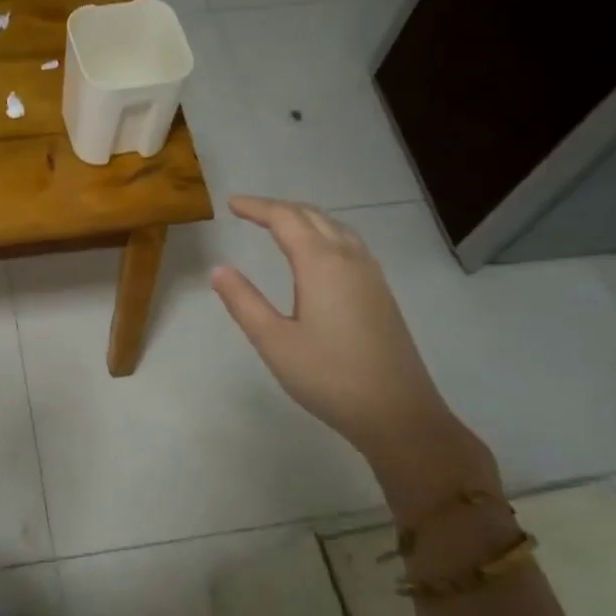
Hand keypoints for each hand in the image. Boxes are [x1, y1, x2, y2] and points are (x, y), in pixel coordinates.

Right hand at [210, 195, 483, 481]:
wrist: (397, 412)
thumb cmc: (328, 376)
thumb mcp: (274, 341)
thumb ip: (244, 302)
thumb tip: (219, 269)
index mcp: (321, 264)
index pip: (285, 219)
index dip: (257, 208)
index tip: (231, 204)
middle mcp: (349, 259)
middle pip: (313, 217)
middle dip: (280, 209)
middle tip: (249, 212)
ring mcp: (371, 275)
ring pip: (336, 228)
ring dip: (305, 219)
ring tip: (279, 226)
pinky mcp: (380, 293)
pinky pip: (349, 245)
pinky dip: (324, 235)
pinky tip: (317, 256)